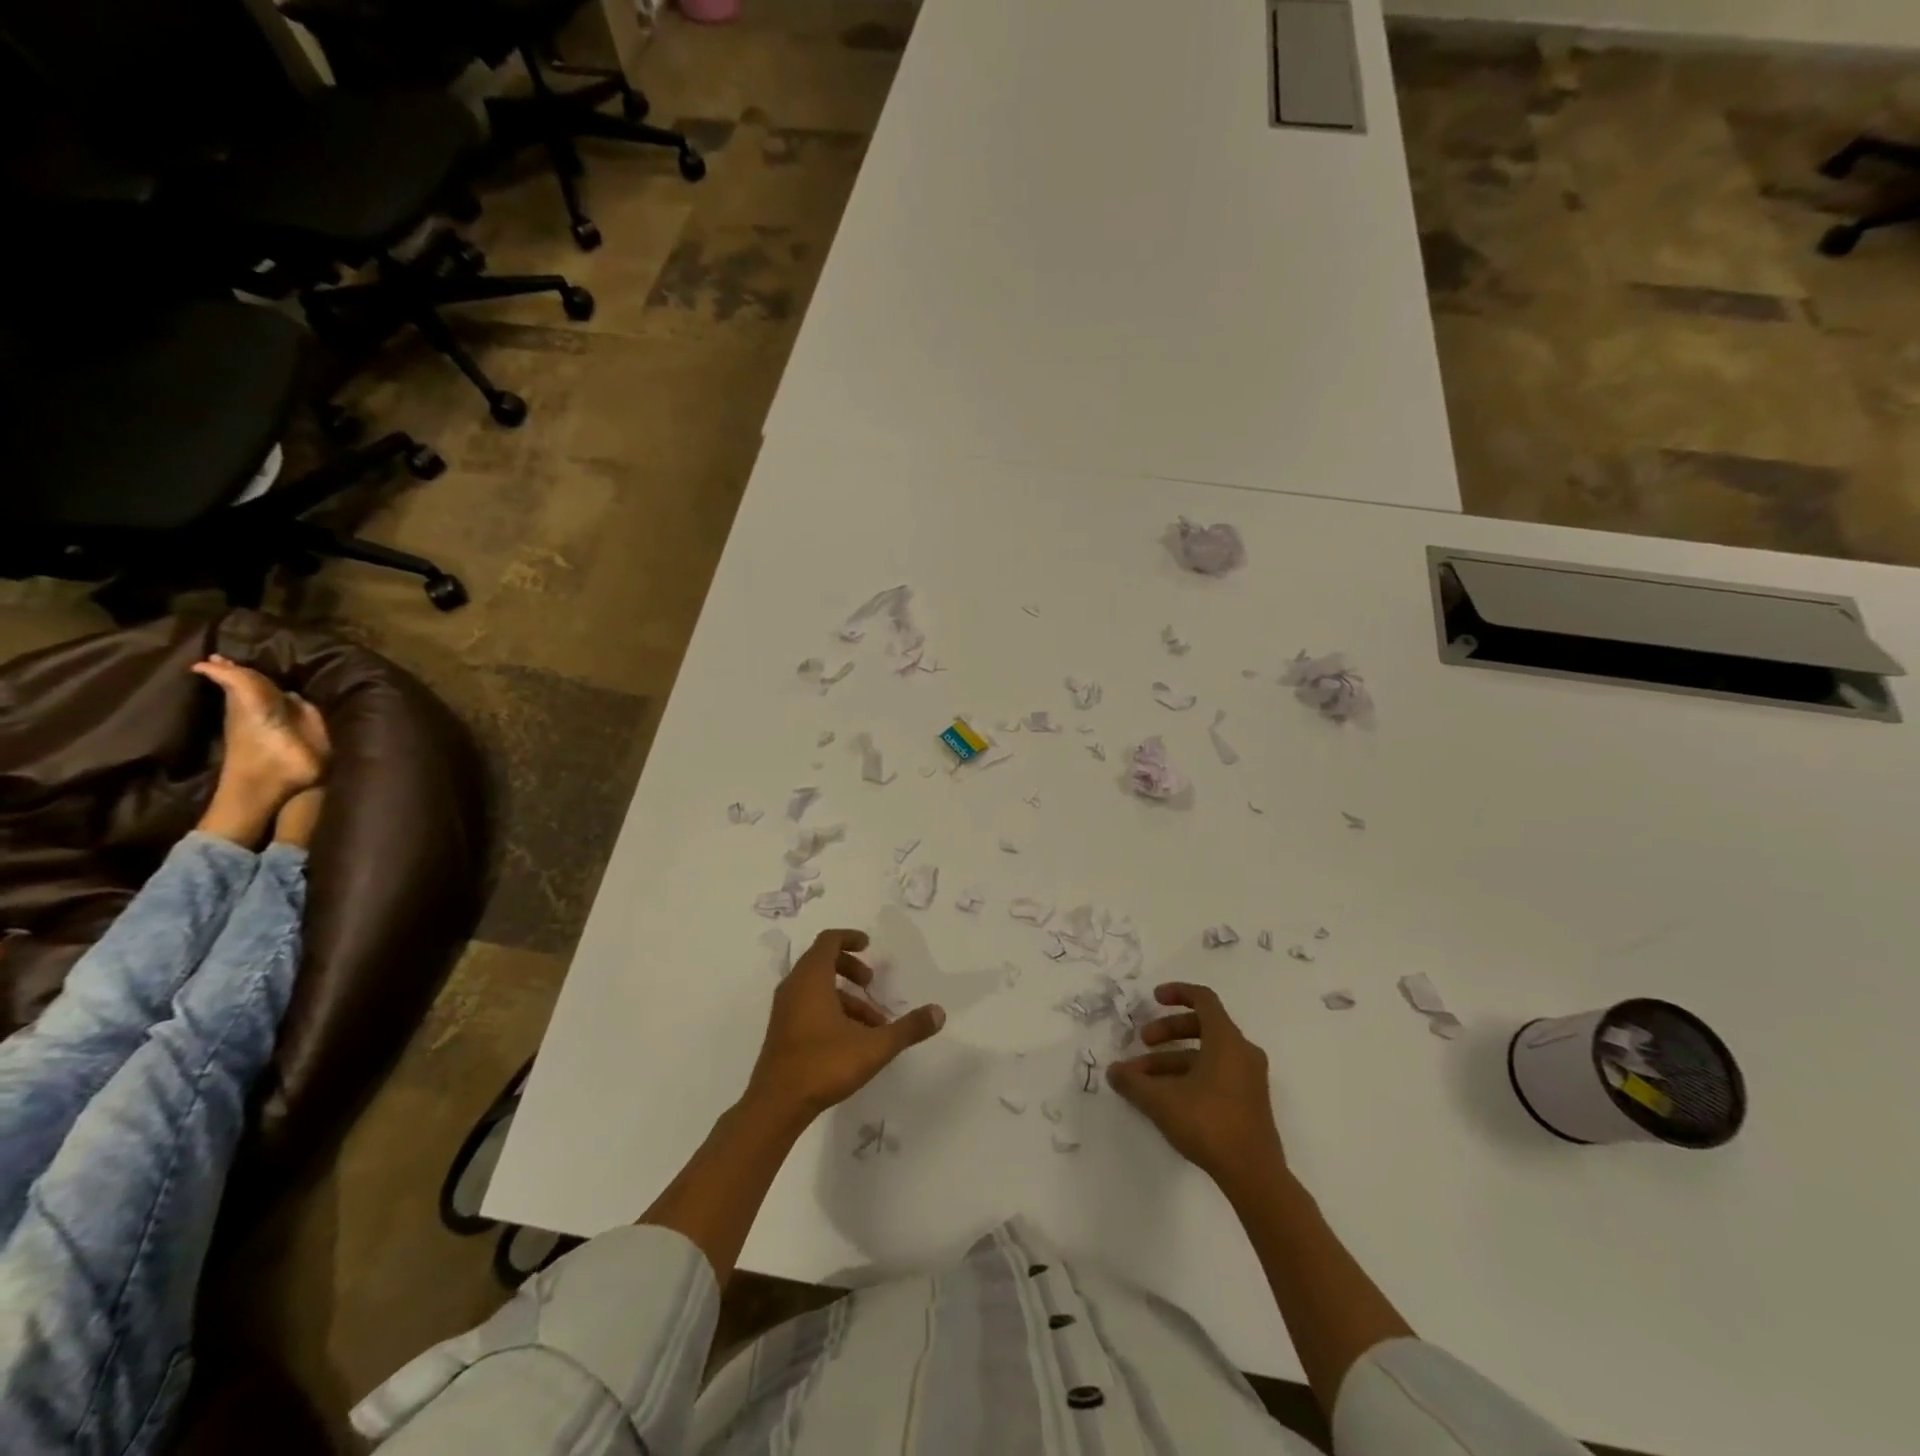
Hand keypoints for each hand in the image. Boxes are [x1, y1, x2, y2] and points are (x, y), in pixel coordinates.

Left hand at [745, 929, 945, 1125]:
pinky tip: (851, 1040)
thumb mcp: (874, 1046)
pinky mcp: (782, 1031)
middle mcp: (793, 987)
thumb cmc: (823, 1065)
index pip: (828, 941)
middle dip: (849, 967)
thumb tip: (939, 1012)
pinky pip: (808, 1006)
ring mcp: (784, 1011)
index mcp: (811, 979)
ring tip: (872, 1023)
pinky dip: (830, 1010)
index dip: (849, 938)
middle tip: (871, 982)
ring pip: (816, 988)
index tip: (869, 944)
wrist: (775, 1105)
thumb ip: (908, 1028)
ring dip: (844, 996)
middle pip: (821, 961)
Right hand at [1108, 983, 1285, 1186]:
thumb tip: (1113, 1071)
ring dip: (1173, 1059)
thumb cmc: (1209, 1123)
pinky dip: (1190, 1074)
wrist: (1254, 1175)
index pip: (1204, 999)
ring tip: (1144, 1079)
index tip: (1154, 998)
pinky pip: (1216, 1072)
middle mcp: (1242, 1052)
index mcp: (1226, 1040)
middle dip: (1168, 1031)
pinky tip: (1167, 1097)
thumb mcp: (1161, 1101)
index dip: (1177, 993)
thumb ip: (1133, 1082)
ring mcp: (1249, 1077)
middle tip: (1143, 1042)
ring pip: (1206, 1054)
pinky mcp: (1249, 1100)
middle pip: (1202, 1026)